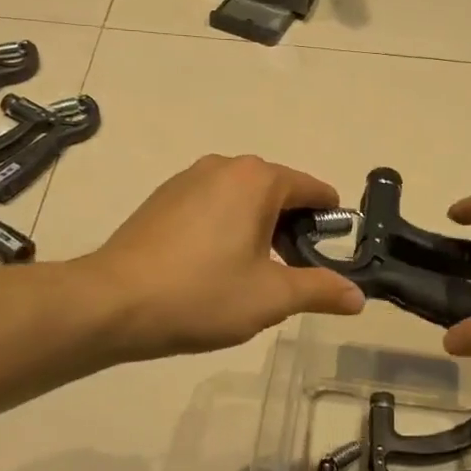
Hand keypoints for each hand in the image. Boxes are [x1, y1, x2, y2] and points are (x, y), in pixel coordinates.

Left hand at [89, 155, 363, 360]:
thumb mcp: (271, 297)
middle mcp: (224, 166)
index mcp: (257, 179)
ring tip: (251, 274)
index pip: (312, 189)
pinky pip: (211, 206)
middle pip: (276, 192)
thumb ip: (320, 290)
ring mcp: (187, 179)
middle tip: (292, 273)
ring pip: (241, 199)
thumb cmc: (202, 294)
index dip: (330, 220)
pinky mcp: (162, 198)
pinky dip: (225, 228)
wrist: (111, 304)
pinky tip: (212, 267)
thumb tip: (358, 297)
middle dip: (292, 228)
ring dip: (257, 229)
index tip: (335, 251)